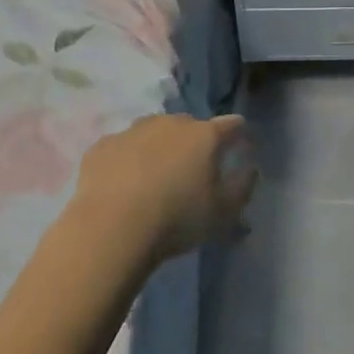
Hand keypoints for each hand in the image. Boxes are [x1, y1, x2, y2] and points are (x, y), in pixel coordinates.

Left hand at [76, 113, 256, 264]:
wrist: (110, 229)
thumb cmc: (176, 219)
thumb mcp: (223, 212)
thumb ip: (243, 186)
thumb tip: (250, 168)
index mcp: (204, 135)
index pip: (232, 124)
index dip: (240, 134)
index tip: (241, 148)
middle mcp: (170, 123)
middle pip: (190, 126)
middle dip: (196, 143)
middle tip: (193, 172)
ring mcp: (133, 131)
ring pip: (154, 132)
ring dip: (160, 148)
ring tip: (156, 177)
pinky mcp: (102, 146)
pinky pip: (123, 147)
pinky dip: (128, 159)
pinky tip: (124, 184)